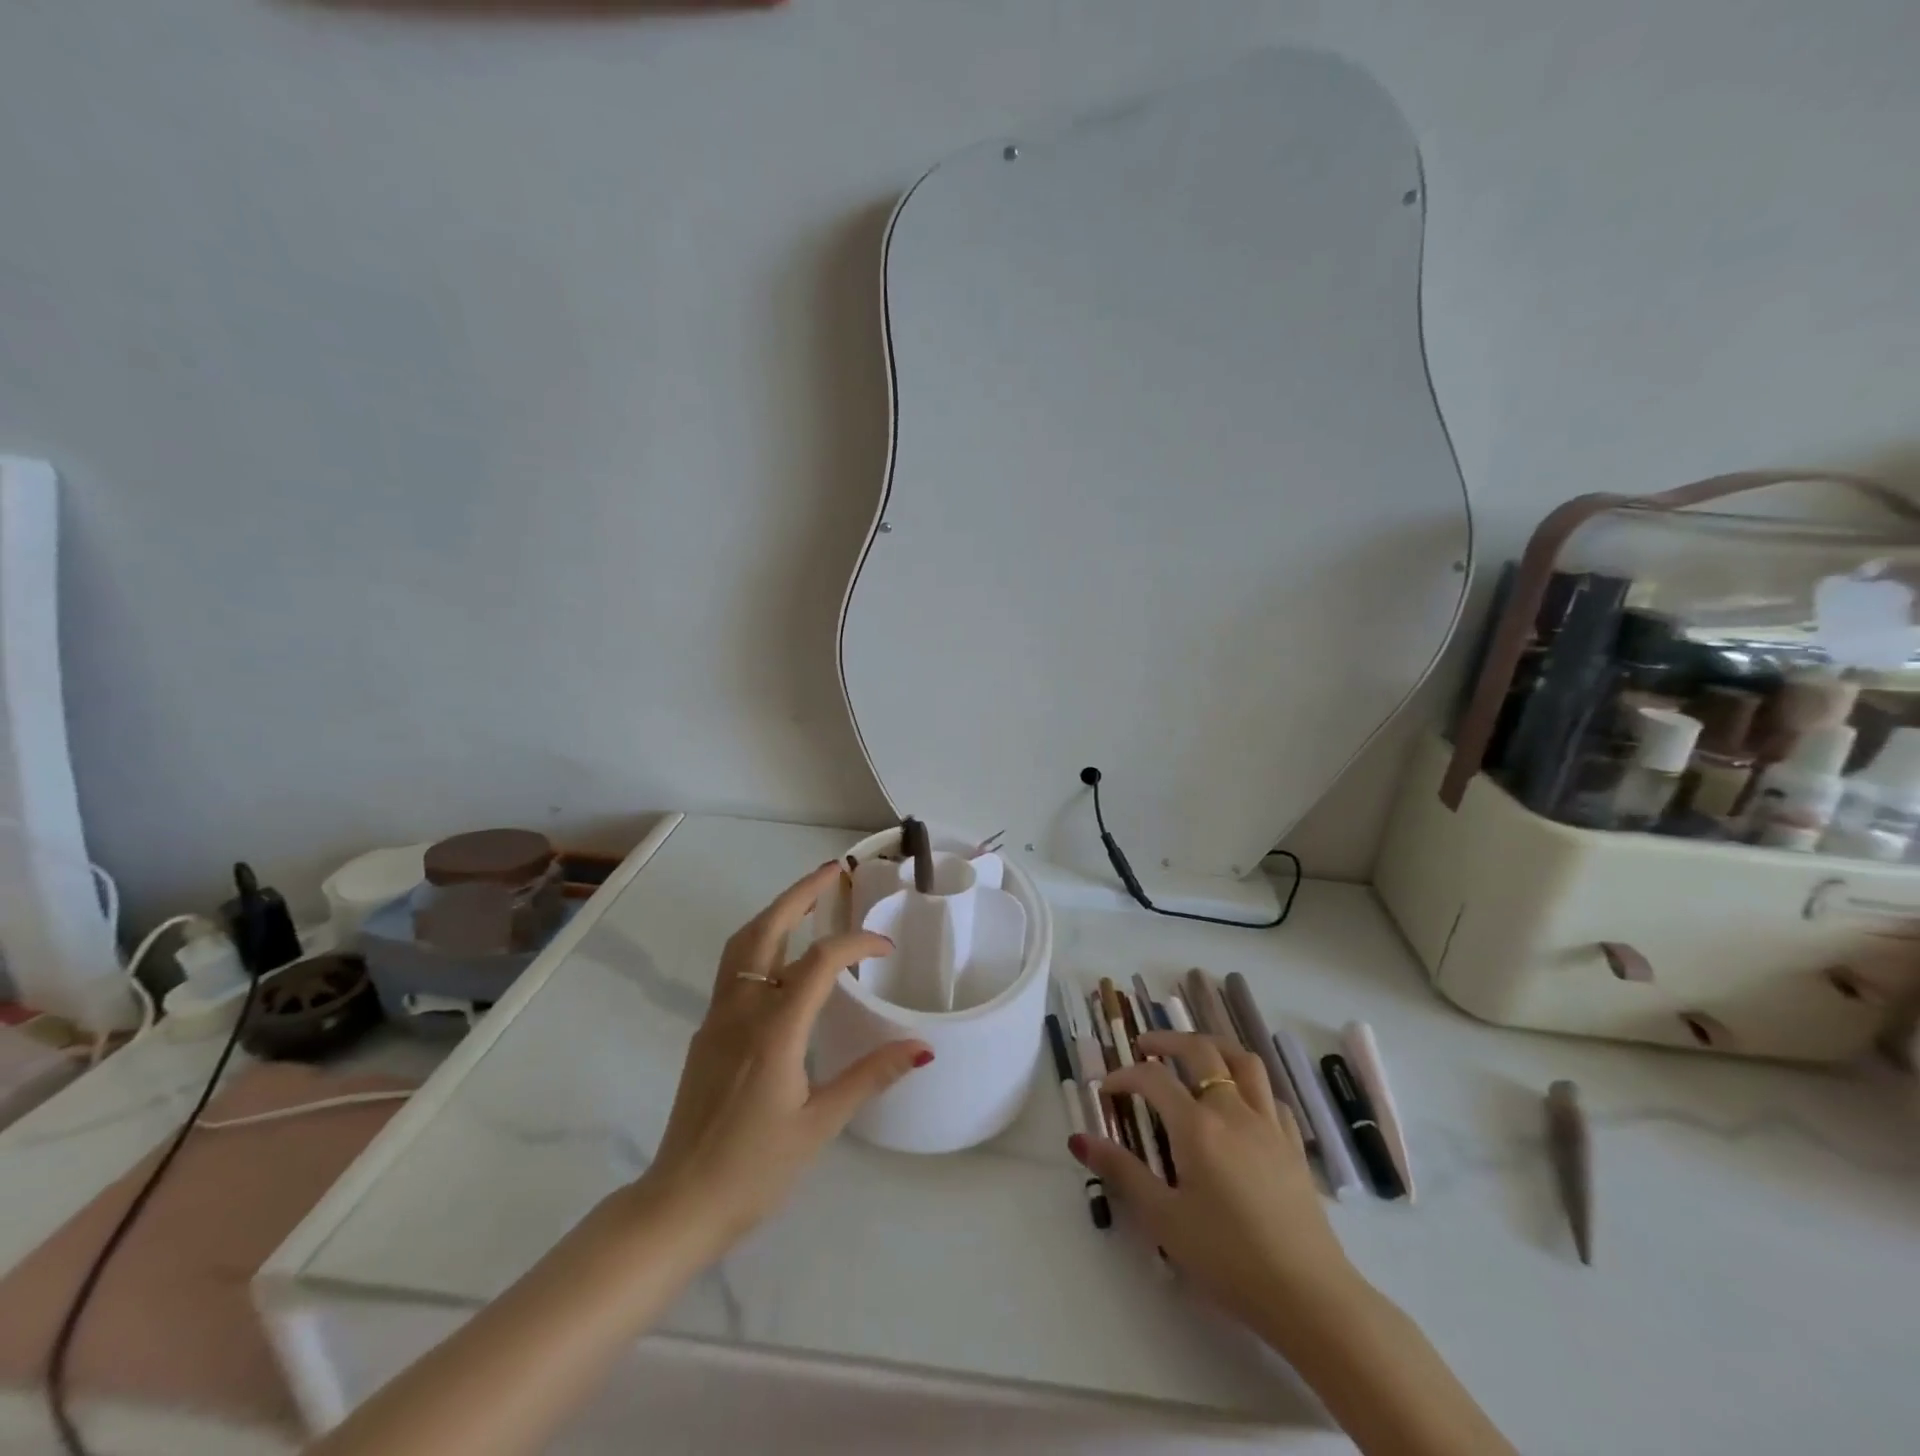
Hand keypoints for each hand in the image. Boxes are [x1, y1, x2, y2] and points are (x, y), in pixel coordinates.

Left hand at [636, 862, 932, 1253]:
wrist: (679, 1204)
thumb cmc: (754, 1169)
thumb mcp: (820, 1125)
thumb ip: (869, 1077)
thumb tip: (921, 1048)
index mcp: (774, 1031)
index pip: (818, 962)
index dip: (855, 944)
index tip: (885, 947)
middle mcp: (741, 1012)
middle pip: (767, 931)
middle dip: (800, 895)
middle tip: (831, 872)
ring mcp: (717, 1019)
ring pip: (742, 945)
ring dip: (775, 913)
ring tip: (807, 900)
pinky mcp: (707, 1033)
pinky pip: (733, 970)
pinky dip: (761, 943)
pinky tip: (782, 957)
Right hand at [1072, 1031, 1355, 1340]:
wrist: (1309, 1296)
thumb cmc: (1228, 1258)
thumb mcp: (1164, 1219)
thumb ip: (1122, 1172)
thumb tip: (1080, 1139)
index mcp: (1197, 1126)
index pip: (1153, 1079)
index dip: (1124, 1076)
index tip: (1106, 1090)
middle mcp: (1233, 1110)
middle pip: (1201, 1050)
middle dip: (1167, 1041)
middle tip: (1145, 1047)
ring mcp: (1268, 1124)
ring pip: (1243, 1061)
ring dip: (1213, 1048)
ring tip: (1194, 1056)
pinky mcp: (1292, 1145)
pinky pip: (1270, 1095)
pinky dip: (1248, 1085)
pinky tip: (1239, 1103)